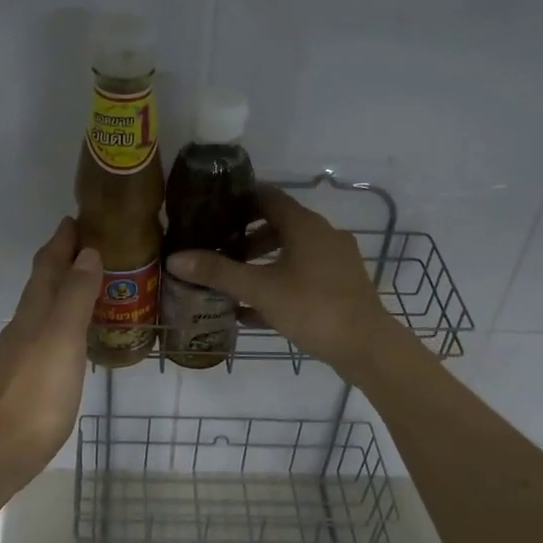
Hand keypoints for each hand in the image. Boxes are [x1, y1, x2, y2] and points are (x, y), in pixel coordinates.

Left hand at [0, 217, 100, 485]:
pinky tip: (74, 334)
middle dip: (62, 260)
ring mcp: (21, 351)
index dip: (61, 240)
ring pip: (43, 308)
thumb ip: (75, 295)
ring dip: (63, 290)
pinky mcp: (25, 376)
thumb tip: (86, 253)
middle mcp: (23, 325)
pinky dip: (62, 320)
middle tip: (90, 246)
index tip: (76, 218)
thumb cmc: (39, 392)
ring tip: (90, 284)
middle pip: (42, 283)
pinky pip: (47, 333)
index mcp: (33, 311)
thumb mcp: (63, 338)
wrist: (3, 448)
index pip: (47, 264)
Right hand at [165, 185, 396, 379]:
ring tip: (233, 282)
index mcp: (305, 225)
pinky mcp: (341, 286)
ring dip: (262, 262)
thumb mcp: (259, 289)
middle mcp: (323, 235)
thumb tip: (175, 258)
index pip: (267, 196)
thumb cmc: (312, 307)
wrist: (367, 346)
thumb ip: (218, 272)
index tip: (212, 210)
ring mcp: (336, 261)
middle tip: (218, 250)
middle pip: (279, 225)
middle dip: (247, 237)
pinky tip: (254, 310)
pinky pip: (303, 275)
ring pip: (292, 252)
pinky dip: (279, 283)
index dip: (239, 200)